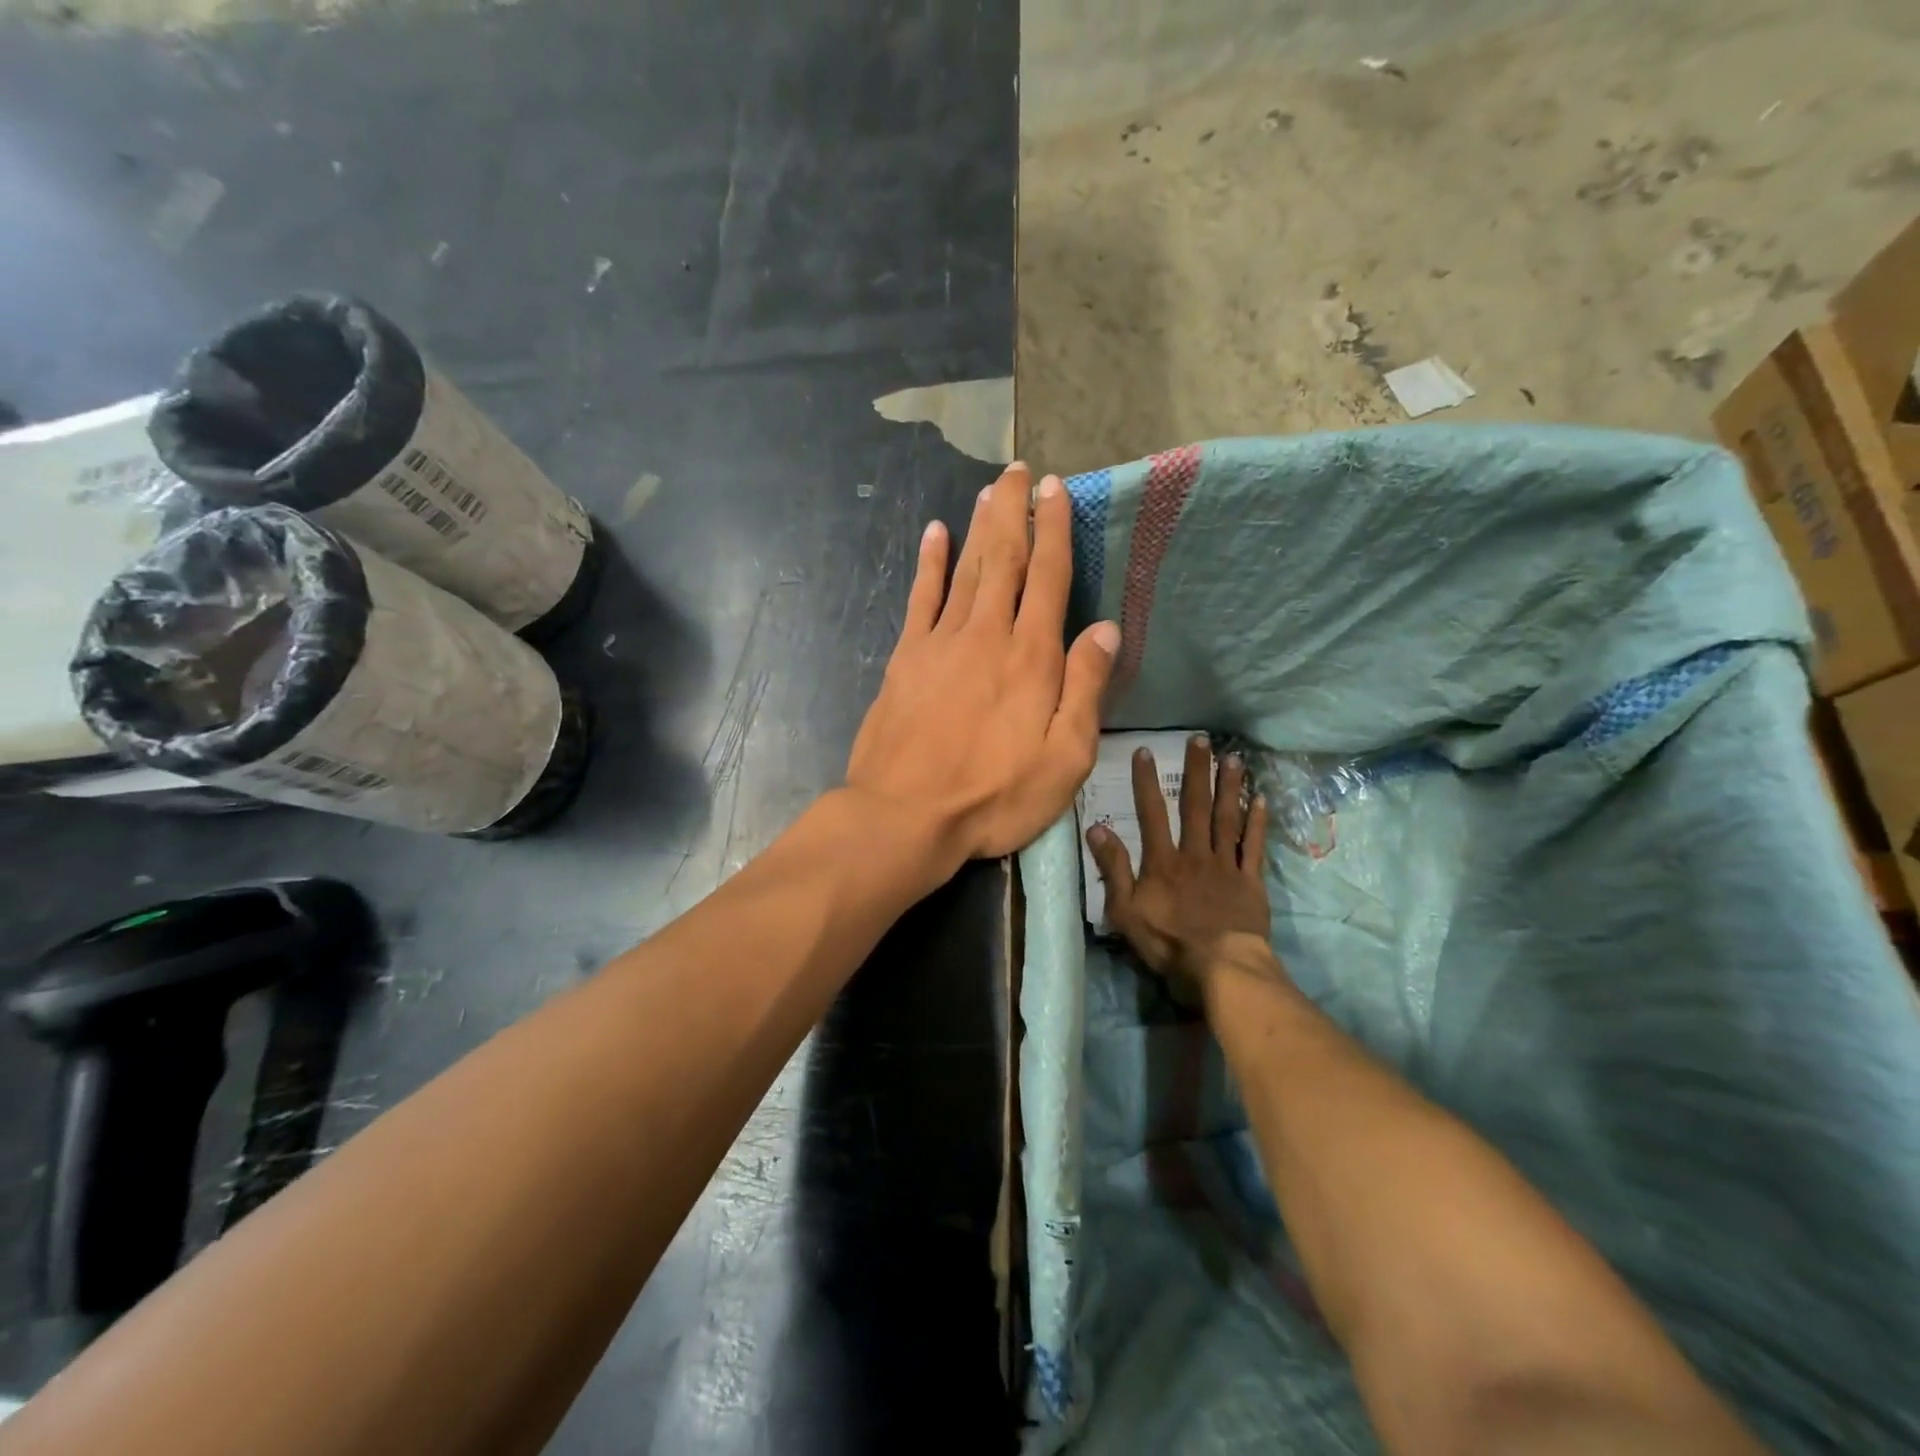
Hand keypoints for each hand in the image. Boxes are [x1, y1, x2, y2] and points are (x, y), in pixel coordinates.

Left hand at [846, 463, 1120, 887]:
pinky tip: (935, 533)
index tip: (1056, 489)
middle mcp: (987, 635)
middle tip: (1018, 471)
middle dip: (1014, 512)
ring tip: (989, 490)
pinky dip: (929, 563)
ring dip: (979, 527)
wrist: (904, 815)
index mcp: (1031, 657)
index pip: (1049, 578)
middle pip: (1004, 559)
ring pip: (966, 569)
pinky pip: (920, 598)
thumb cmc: (993, 796)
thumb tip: (1107, 629)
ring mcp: (941, 642)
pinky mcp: (905, 658)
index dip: (1054, 530)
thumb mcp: (1064, 758)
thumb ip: (1085, 689)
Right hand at [1086, 735, 1276, 987]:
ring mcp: (1225, 865)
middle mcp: (1194, 853)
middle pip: (1195, 805)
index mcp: (1162, 861)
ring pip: (1227, 818)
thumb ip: (1113, 868)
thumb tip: (1096, 828)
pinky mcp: (1250, 881)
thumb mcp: (1125, 910)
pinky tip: (1261, 798)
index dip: (1146, 782)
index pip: (1151, 813)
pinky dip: (1257, 822)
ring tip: (1233, 757)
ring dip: (1229, 786)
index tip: (1146, 751)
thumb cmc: (1167, 943)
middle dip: (1196, 771)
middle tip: (1201, 739)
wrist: (1221, 968)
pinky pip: (1253, 846)